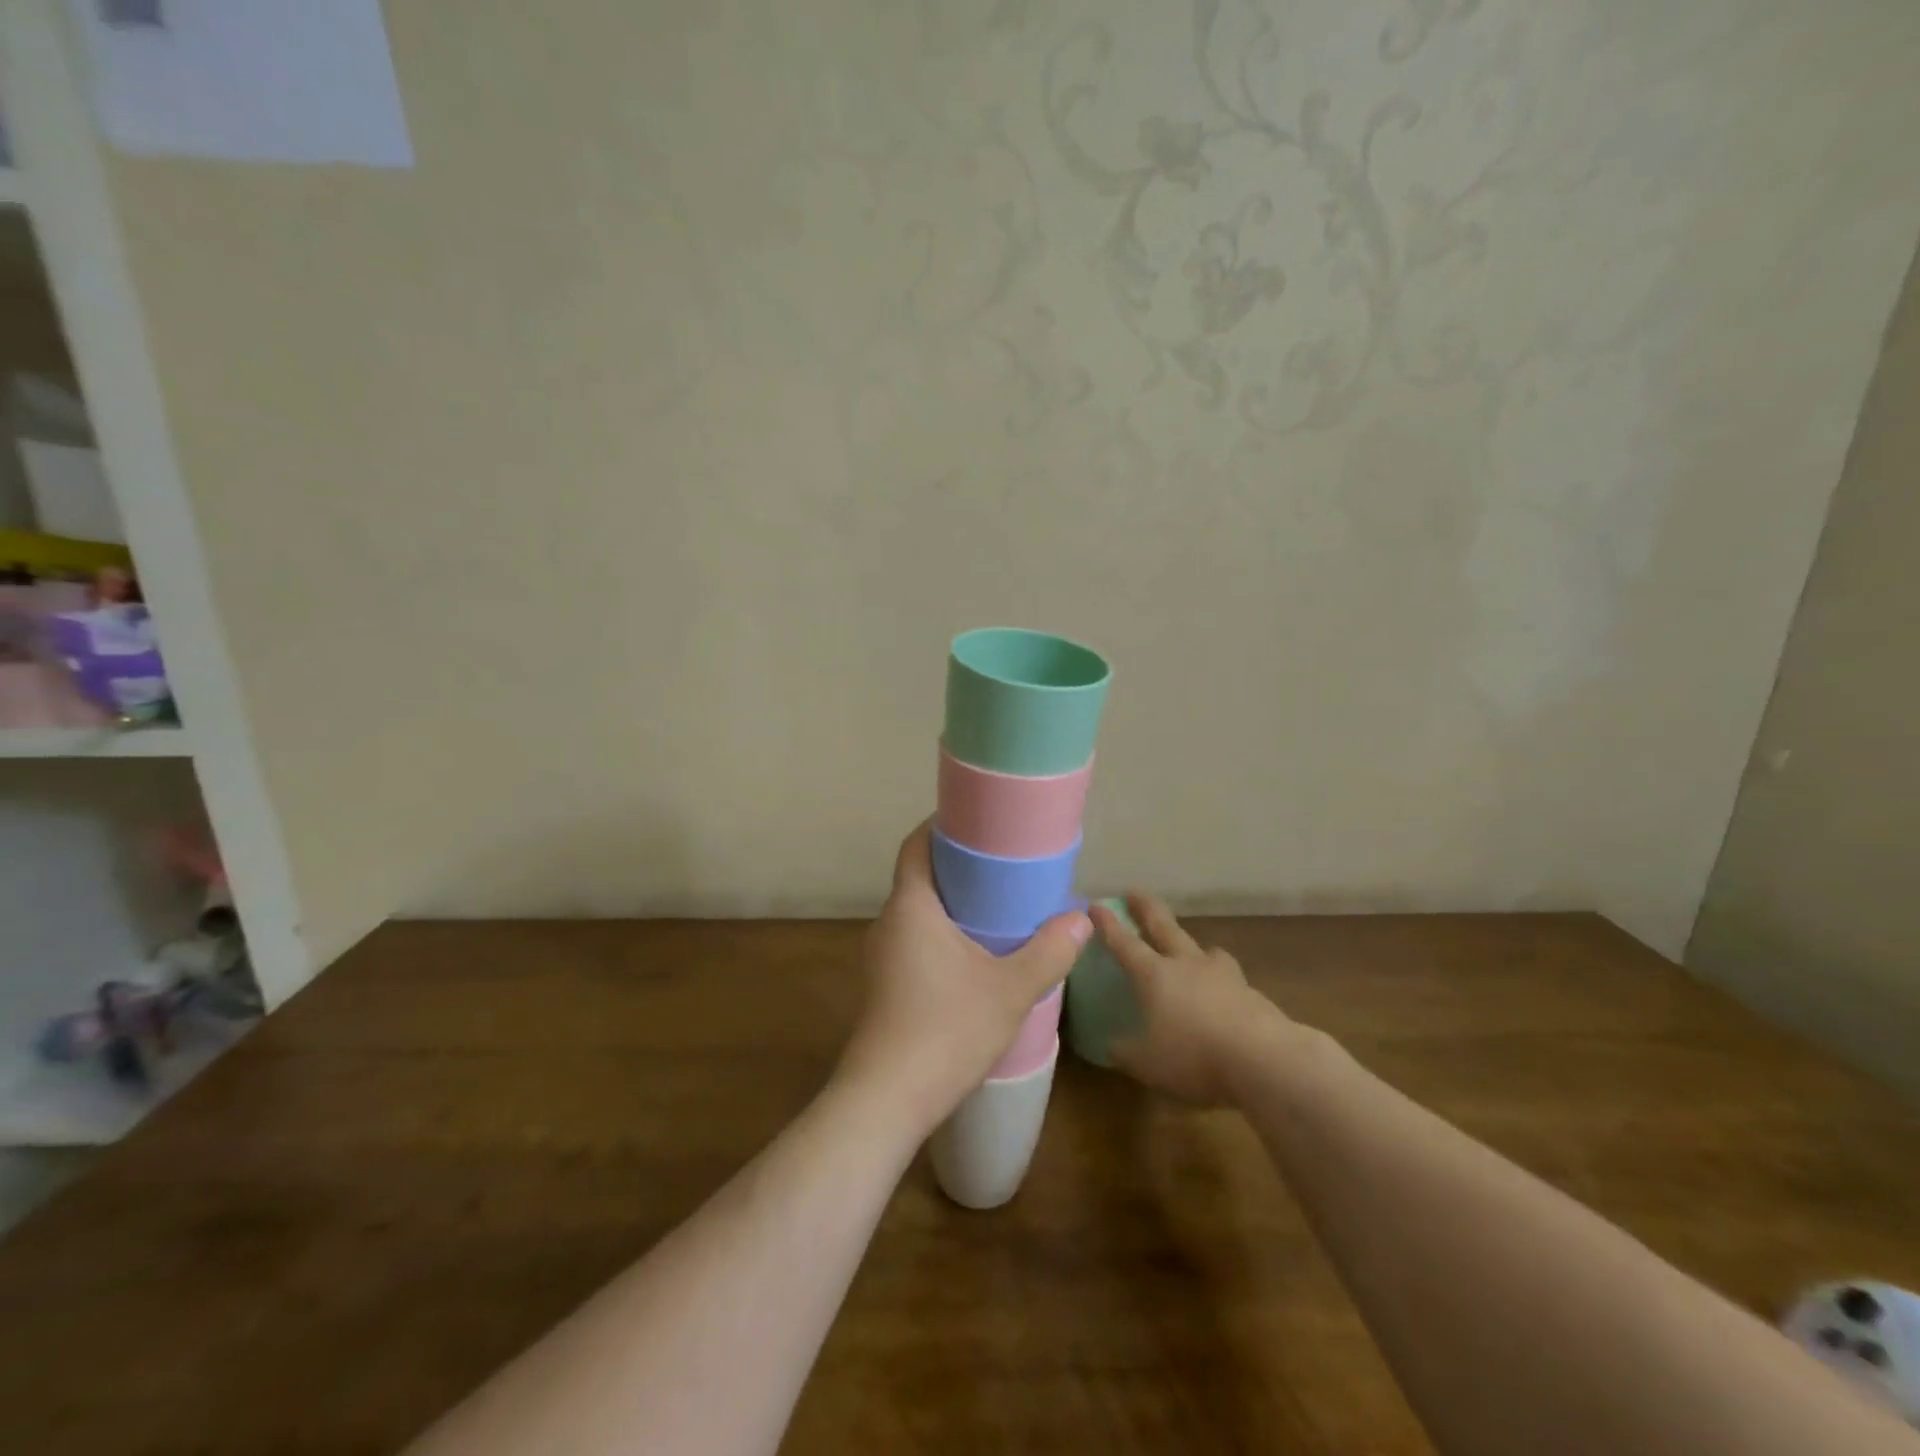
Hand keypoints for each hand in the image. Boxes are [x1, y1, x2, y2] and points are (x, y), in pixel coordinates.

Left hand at [837, 822, 1090, 1138]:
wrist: (886, 1100)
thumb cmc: (946, 1030)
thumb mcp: (1009, 990)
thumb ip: (1049, 952)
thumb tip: (1081, 920)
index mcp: (910, 907)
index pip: (916, 845)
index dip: (941, 826)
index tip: (977, 820)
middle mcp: (889, 923)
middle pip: (919, 876)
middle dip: (957, 865)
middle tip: (1003, 863)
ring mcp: (882, 956)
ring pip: (918, 912)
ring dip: (952, 903)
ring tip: (997, 905)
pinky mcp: (885, 985)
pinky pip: (915, 939)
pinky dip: (943, 932)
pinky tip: (975, 954)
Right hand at [1089, 893, 1294, 1105]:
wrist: (1264, 1060)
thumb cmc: (1193, 1056)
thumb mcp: (1146, 1063)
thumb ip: (1125, 1052)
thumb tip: (1111, 1046)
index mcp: (1154, 975)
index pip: (1124, 943)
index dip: (1108, 925)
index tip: (1095, 904)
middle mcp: (1186, 965)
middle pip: (1164, 927)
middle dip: (1146, 908)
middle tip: (1135, 892)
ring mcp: (1223, 975)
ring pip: (1204, 949)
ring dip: (1193, 944)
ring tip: (1191, 949)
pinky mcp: (1251, 994)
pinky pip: (1229, 978)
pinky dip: (1220, 980)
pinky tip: (1222, 994)